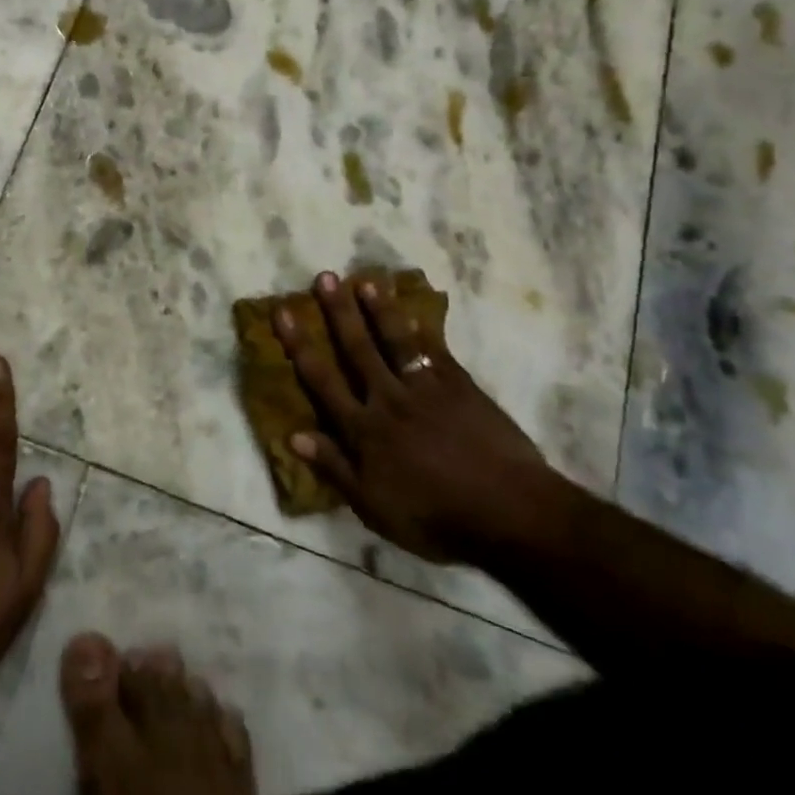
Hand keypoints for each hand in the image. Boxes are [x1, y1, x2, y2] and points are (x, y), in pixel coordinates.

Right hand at [275, 272, 561, 563]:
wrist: (511, 514)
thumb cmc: (435, 517)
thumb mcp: (373, 506)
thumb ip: (334, 467)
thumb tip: (294, 434)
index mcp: (364, 429)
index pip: (322, 379)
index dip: (299, 344)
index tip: (283, 311)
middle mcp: (389, 399)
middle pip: (358, 349)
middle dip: (338, 312)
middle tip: (325, 277)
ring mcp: (427, 390)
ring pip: (397, 342)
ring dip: (380, 311)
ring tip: (366, 282)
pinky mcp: (462, 389)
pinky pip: (438, 353)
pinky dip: (425, 331)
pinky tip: (416, 313)